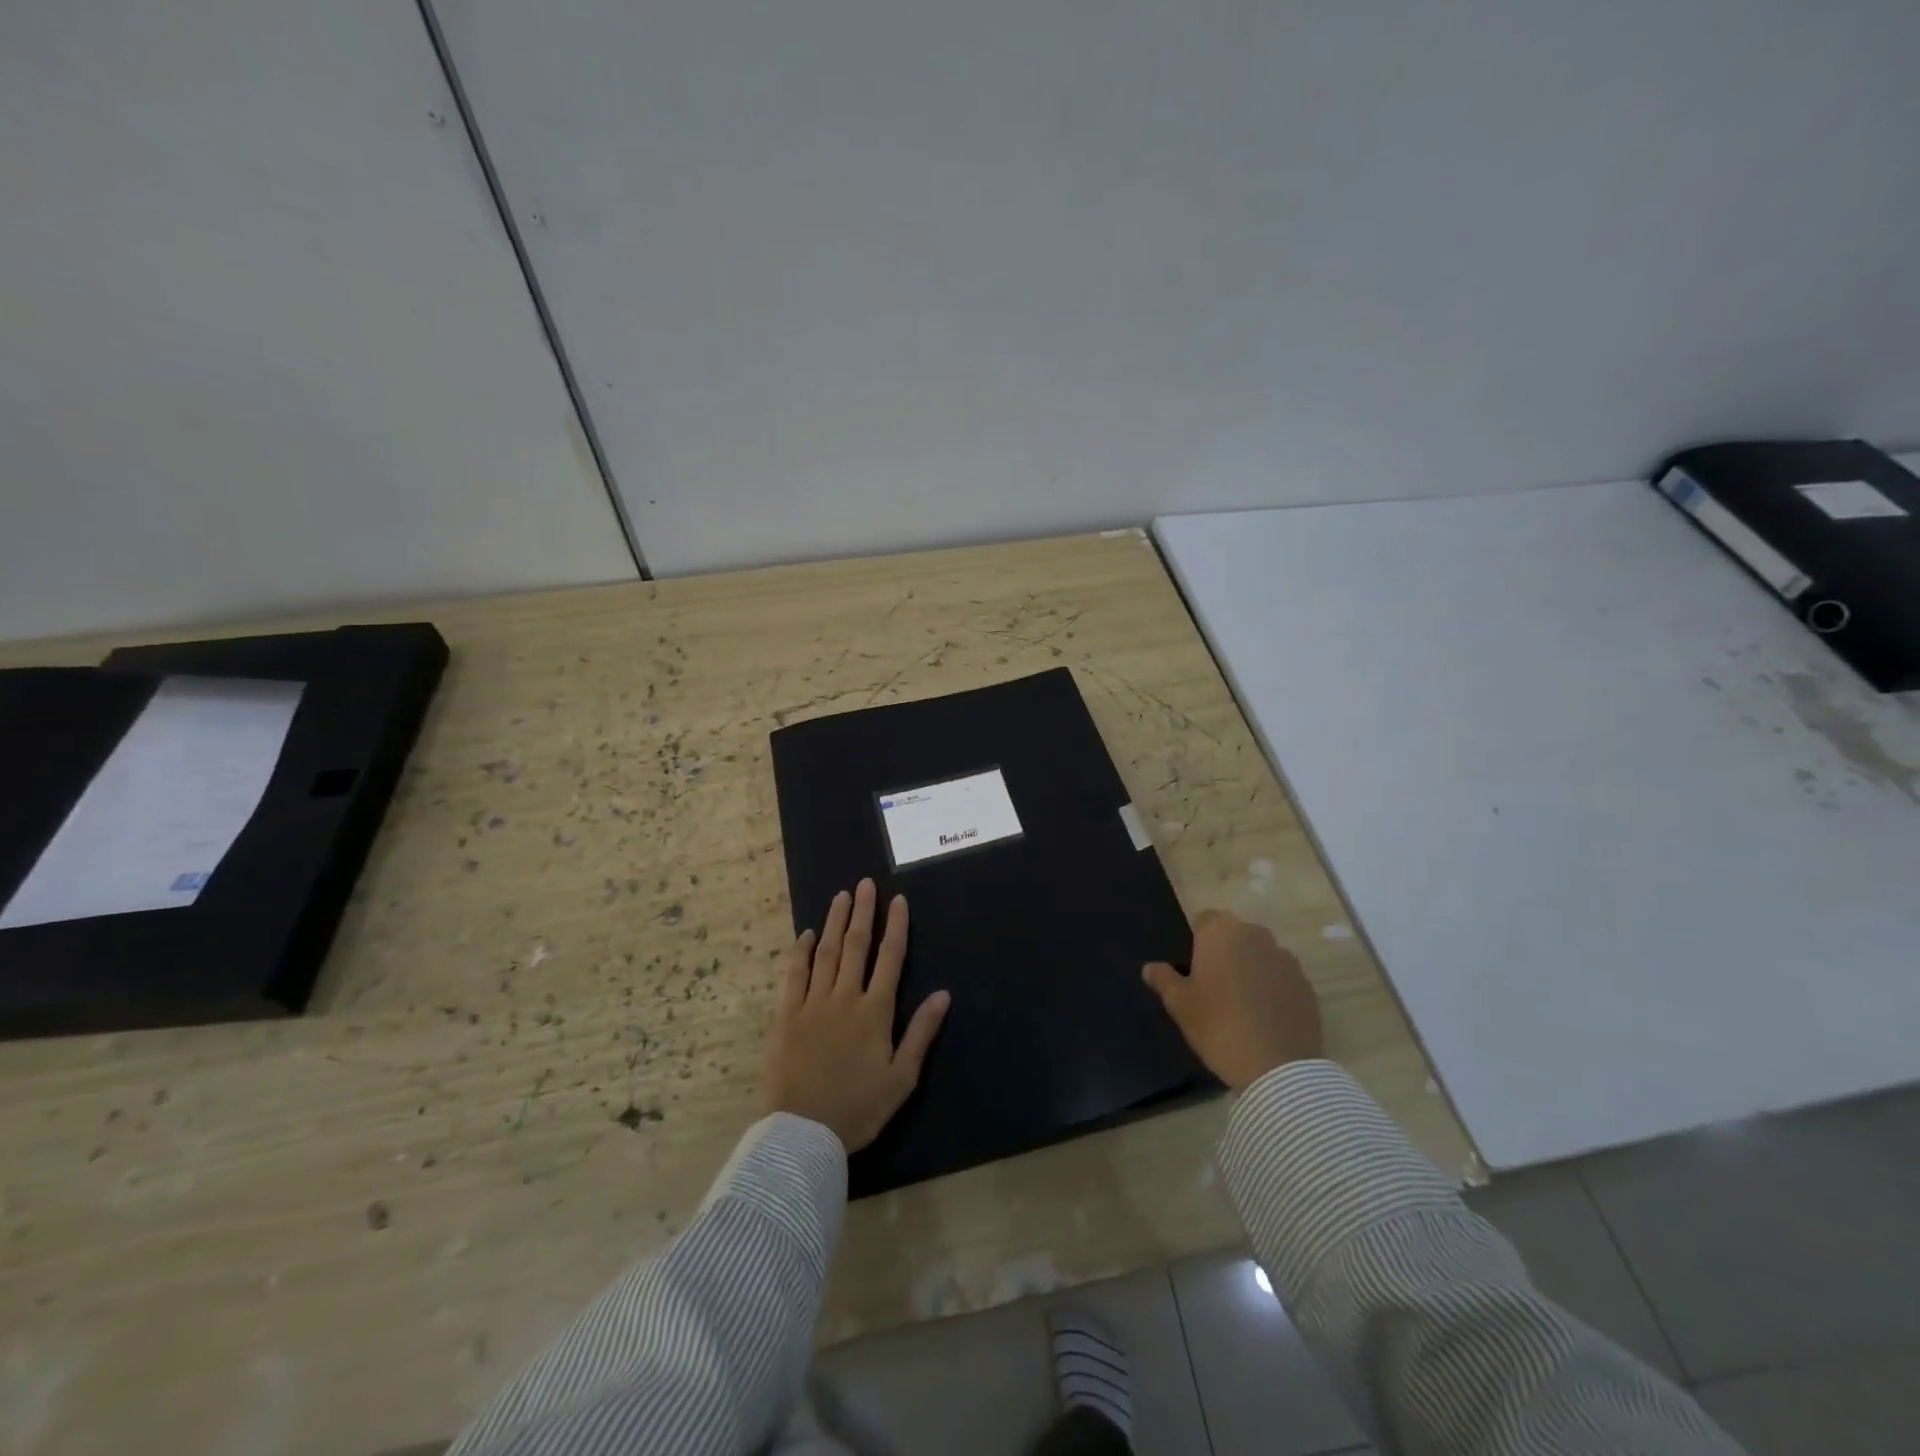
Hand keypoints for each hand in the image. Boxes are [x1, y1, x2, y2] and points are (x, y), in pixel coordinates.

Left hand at [764, 879, 951, 1151]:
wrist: (803, 1133)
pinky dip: (801, 952)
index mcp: (875, 1012)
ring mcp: (813, 1004)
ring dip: (835, 922)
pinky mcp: (786, 1016)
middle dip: (863, 912)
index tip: (898, 900)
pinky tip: (806, 934)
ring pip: (826, 953)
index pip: (890, 958)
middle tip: (865, 884)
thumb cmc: (858, 1108)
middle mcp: (845, 998)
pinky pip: (795, 975)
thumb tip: (944, 994)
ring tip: (841, 896)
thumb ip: (921, 1032)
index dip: (896, 927)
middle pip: (856, 946)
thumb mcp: (901, 1078)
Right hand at [1143, 910, 1322, 1090]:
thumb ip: (1163, 979)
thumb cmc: (1218, 1026)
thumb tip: (1150, 967)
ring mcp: (1285, 958)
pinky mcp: (1306, 984)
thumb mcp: (1179, 1005)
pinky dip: (1272, 988)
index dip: (1197, 941)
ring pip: (1260, 954)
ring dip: (1250, 968)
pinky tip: (1264, 1016)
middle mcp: (1256, 935)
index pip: (1204, 920)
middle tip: (1214, 986)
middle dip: (1225, 952)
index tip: (1193, 969)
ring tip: (1241, 1003)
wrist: (1277, 1068)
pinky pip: (1281, 976)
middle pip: (1235, 934)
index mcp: (1221, 932)